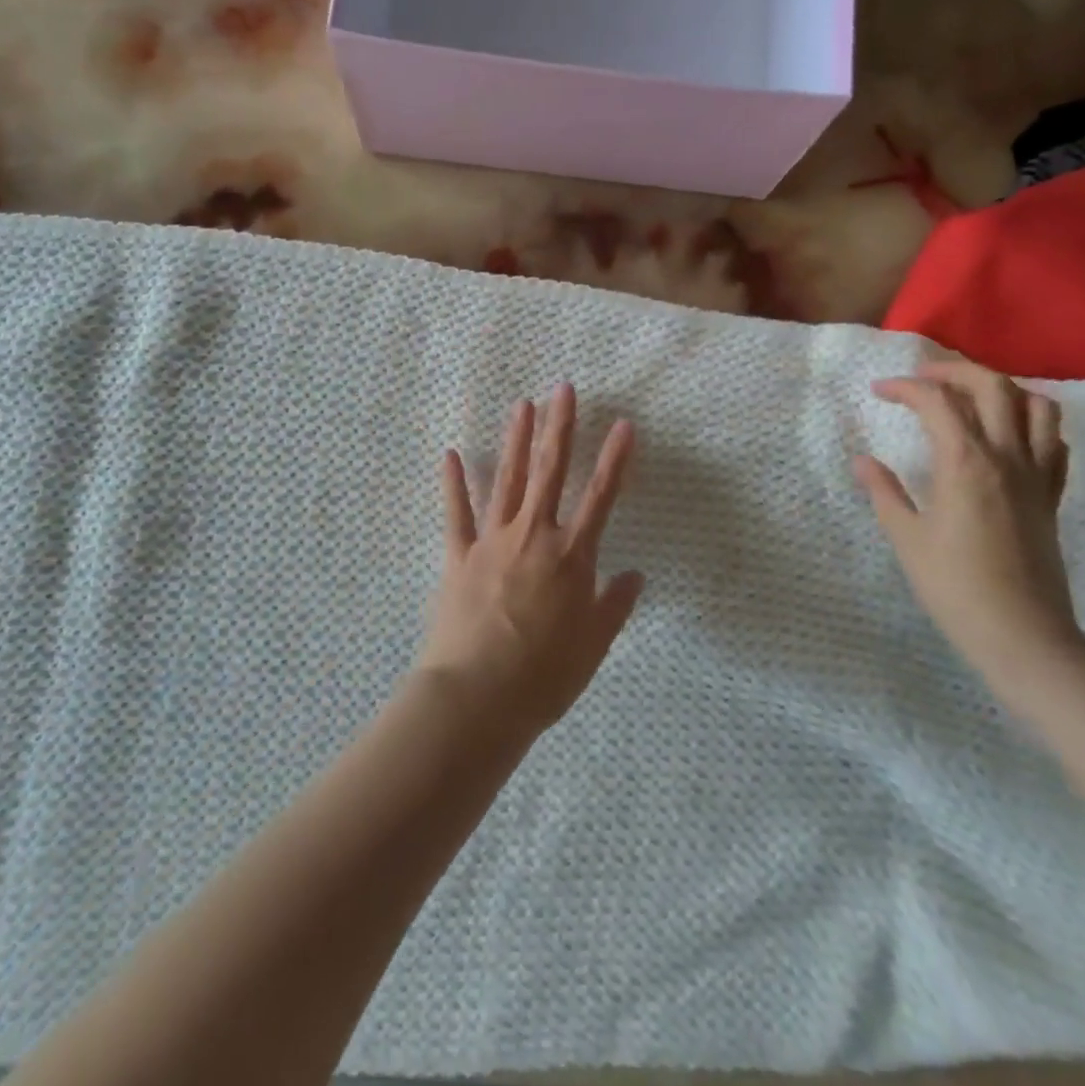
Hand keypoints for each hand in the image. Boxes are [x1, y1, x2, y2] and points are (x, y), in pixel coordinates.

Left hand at [421, 384, 643, 734]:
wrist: (477, 697)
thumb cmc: (544, 676)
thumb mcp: (593, 645)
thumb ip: (615, 605)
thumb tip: (635, 576)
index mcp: (572, 557)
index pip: (602, 497)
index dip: (615, 460)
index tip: (625, 424)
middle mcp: (534, 536)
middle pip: (550, 472)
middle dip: (559, 427)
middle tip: (563, 389)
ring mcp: (492, 541)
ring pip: (508, 480)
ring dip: (516, 440)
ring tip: (522, 405)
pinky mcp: (458, 555)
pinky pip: (456, 513)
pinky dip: (453, 483)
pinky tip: (450, 455)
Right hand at [854, 361, 1080, 674]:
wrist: (1022, 633)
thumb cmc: (954, 586)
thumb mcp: (906, 538)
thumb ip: (884, 492)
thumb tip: (861, 461)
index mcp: (966, 463)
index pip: (937, 402)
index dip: (905, 388)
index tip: (879, 391)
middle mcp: (1007, 457)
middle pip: (993, 386)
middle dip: (954, 371)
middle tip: (922, 378)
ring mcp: (1037, 475)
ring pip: (1036, 406)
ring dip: (1002, 389)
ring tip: (970, 398)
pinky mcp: (1052, 496)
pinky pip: (1055, 441)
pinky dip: (1034, 423)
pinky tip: (1010, 435)